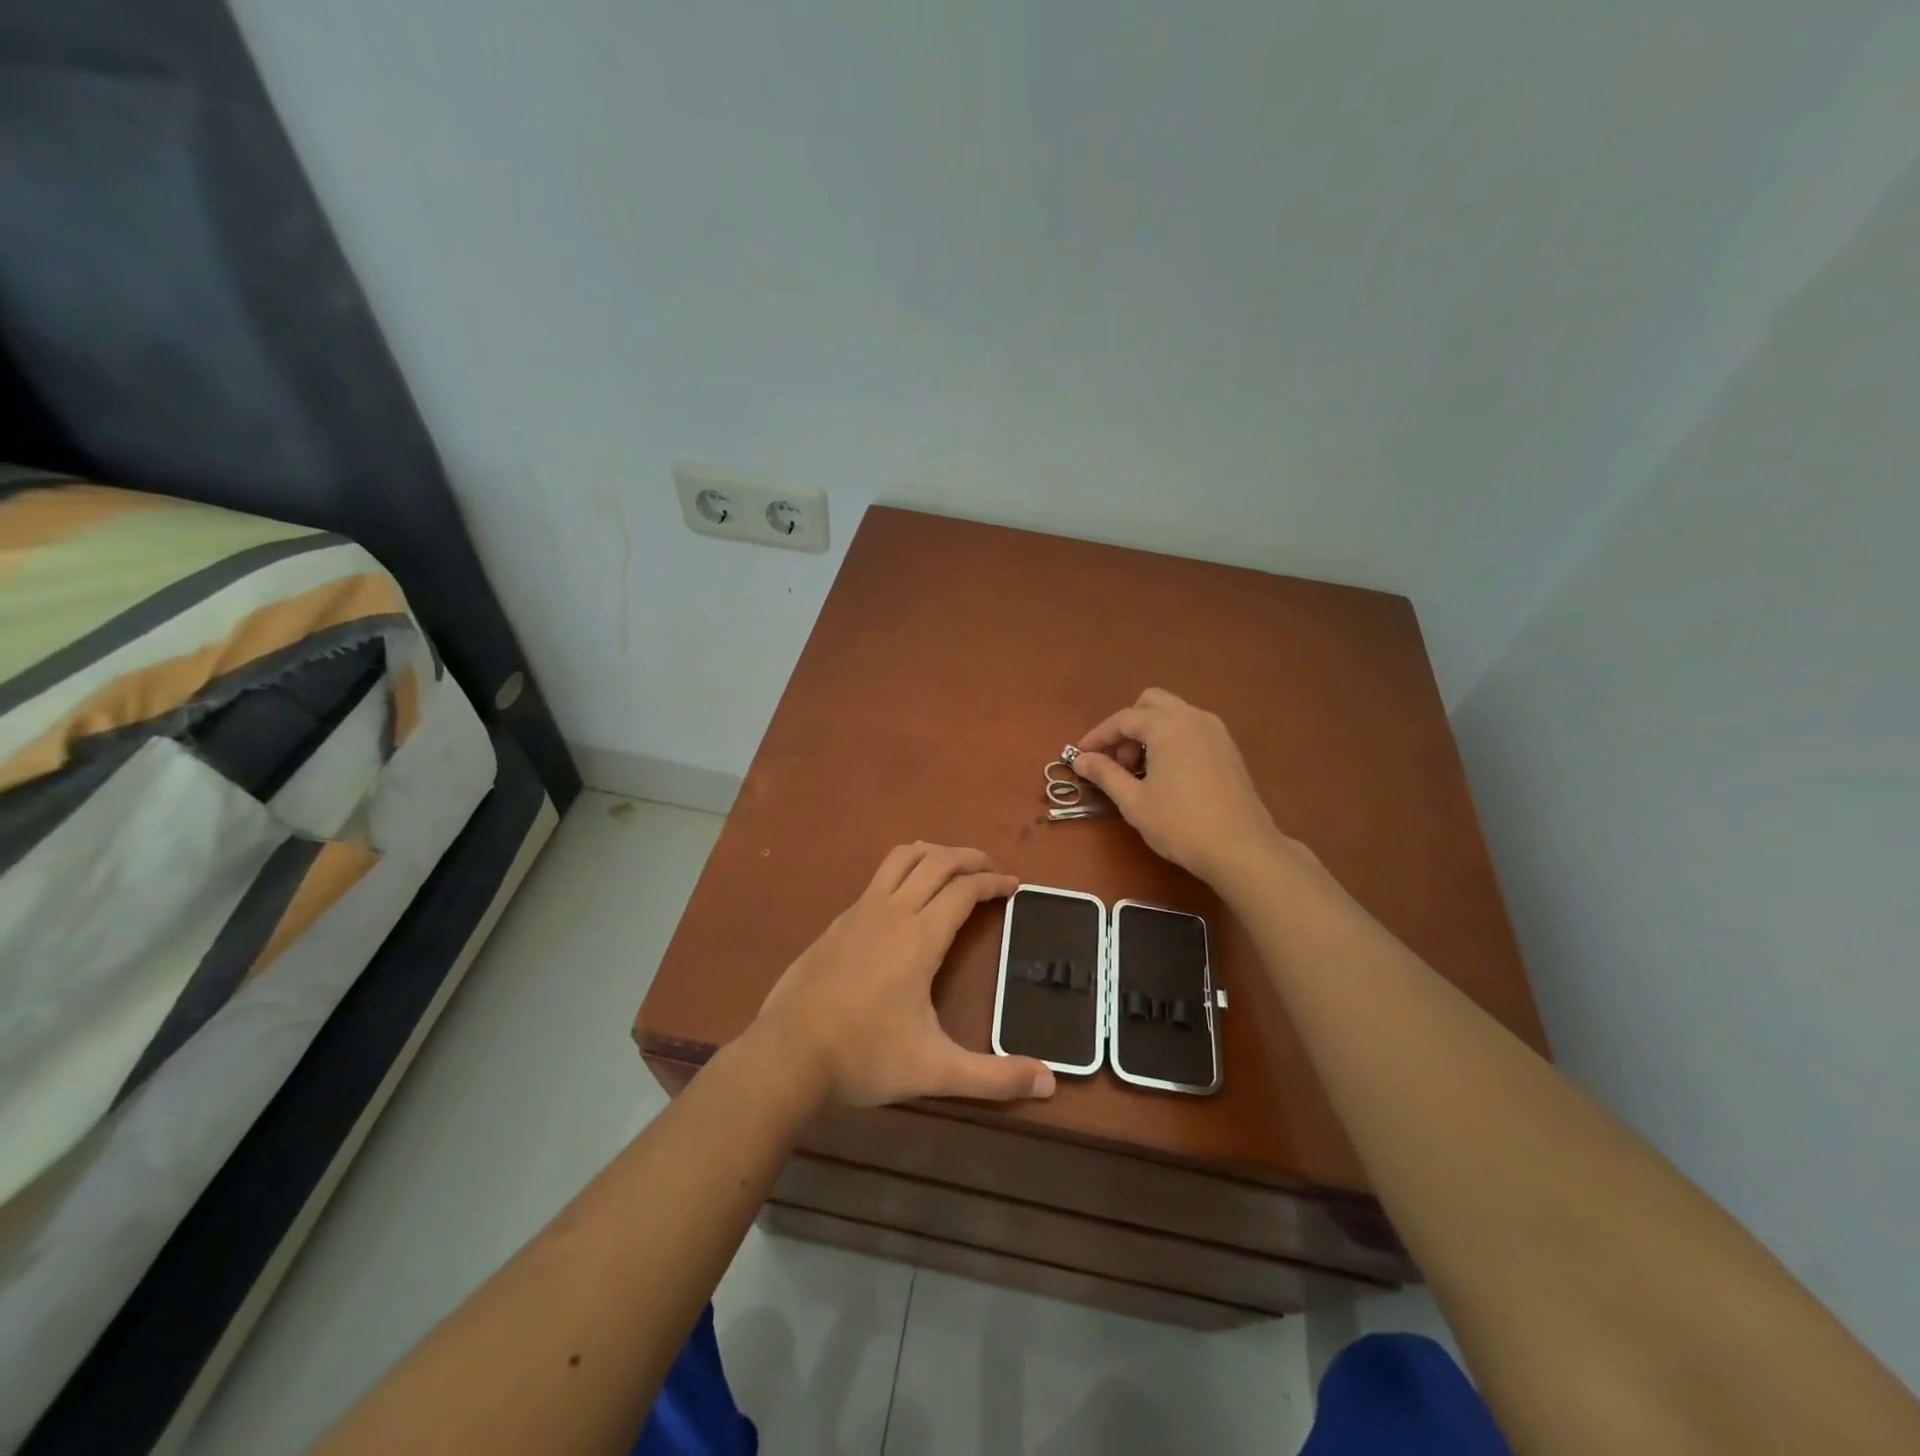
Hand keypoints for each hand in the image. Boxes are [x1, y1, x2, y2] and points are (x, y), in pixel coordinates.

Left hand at [754, 843, 1056, 1107]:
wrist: (787, 1053)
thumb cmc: (865, 1056)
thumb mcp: (935, 1070)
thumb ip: (993, 1077)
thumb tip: (1050, 1084)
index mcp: (921, 936)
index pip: (965, 889)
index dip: (994, 882)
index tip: (1014, 885)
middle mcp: (893, 911)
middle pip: (937, 860)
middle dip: (969, 857)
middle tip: (992, 869)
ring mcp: (860, 911)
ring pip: (902, 858)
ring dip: (933, 853)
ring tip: (953, 867)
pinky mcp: (838, 921)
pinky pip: (879, 877)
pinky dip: (903, 870)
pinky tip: (905, 898)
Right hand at [1073, 688, 1295, 883]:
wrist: (1241, 849)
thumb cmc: (1180, 824)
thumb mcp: (1133, 801)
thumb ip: (1105, 774)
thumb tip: (1081, 759)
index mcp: (1168, 726)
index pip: (1123, 719)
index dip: (1098, 736)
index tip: (1080, 755)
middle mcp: (1193, 718)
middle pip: (1151, 703)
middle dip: (1128, 726)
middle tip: (1117, 760)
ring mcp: (1216, 731)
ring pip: (1174, 714)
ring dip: (1150, 731)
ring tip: (1140, 770)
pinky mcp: (1229, 749)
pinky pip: (1191, 729)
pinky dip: (1172, 739)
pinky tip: (1166, 774)